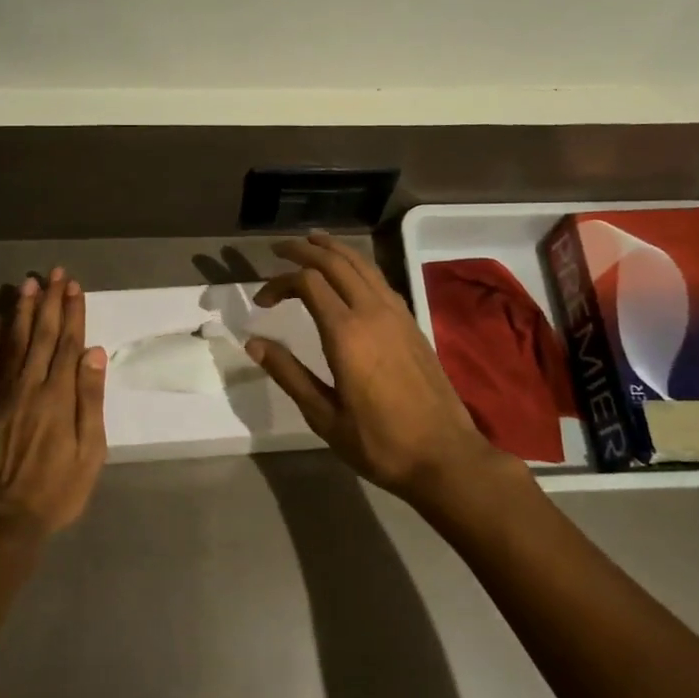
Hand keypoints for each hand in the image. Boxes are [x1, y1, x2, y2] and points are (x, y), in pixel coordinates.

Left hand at [0, 268, 108, 535]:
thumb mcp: (89, 451)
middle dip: (49, 302)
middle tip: (54, 274)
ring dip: (22, 311)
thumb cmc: (56, 489)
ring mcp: (1, 394)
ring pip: (13, 342)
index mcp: (58, 396)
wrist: (0, 519)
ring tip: (28, 285)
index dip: (72, 313)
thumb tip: (94, 353)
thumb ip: (90, 400)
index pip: (68, 344)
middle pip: (41, 335)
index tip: (74, 287)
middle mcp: (29, 386)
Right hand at [245, 233, 505, 502]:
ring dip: (334, 249)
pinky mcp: (412, 322)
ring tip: (312, 242)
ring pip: (362, 264)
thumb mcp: (324, 416)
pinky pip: (379, 279)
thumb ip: (289, 374)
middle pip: (335, 262)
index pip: (307, 282)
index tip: (261, 301)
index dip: (279, 283)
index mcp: (346, 333)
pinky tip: (349, 274)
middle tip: (279, 249)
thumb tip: (254, 343)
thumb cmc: (379, 442)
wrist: (444, 455)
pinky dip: (357, 265)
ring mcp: (397, 314)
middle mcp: (372, 312)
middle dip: (304, 250)